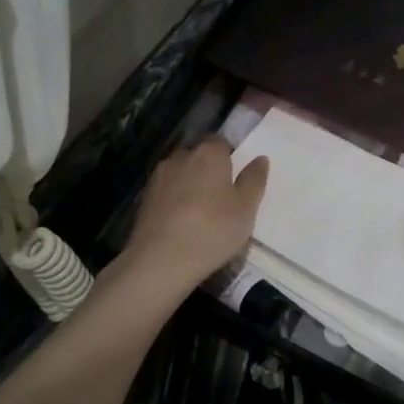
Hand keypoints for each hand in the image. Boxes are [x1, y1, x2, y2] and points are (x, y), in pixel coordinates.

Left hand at [119, 136, 268, 293]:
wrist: (160, 261)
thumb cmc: (212, 230)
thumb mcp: (246, 208)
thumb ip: (254, 180)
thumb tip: (260, 158)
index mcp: (209, 153)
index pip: (221, 143)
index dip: (230, 158)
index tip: (236, 179)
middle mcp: (181, 157)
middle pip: (198, 156)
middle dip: (208, 170)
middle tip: (222, 197)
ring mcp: (158, 178)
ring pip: (180, 174)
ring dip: (189, 185)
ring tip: (200, 212)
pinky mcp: (143, 200)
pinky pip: (166, 193)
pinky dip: (174, 201)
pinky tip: (181, 224)